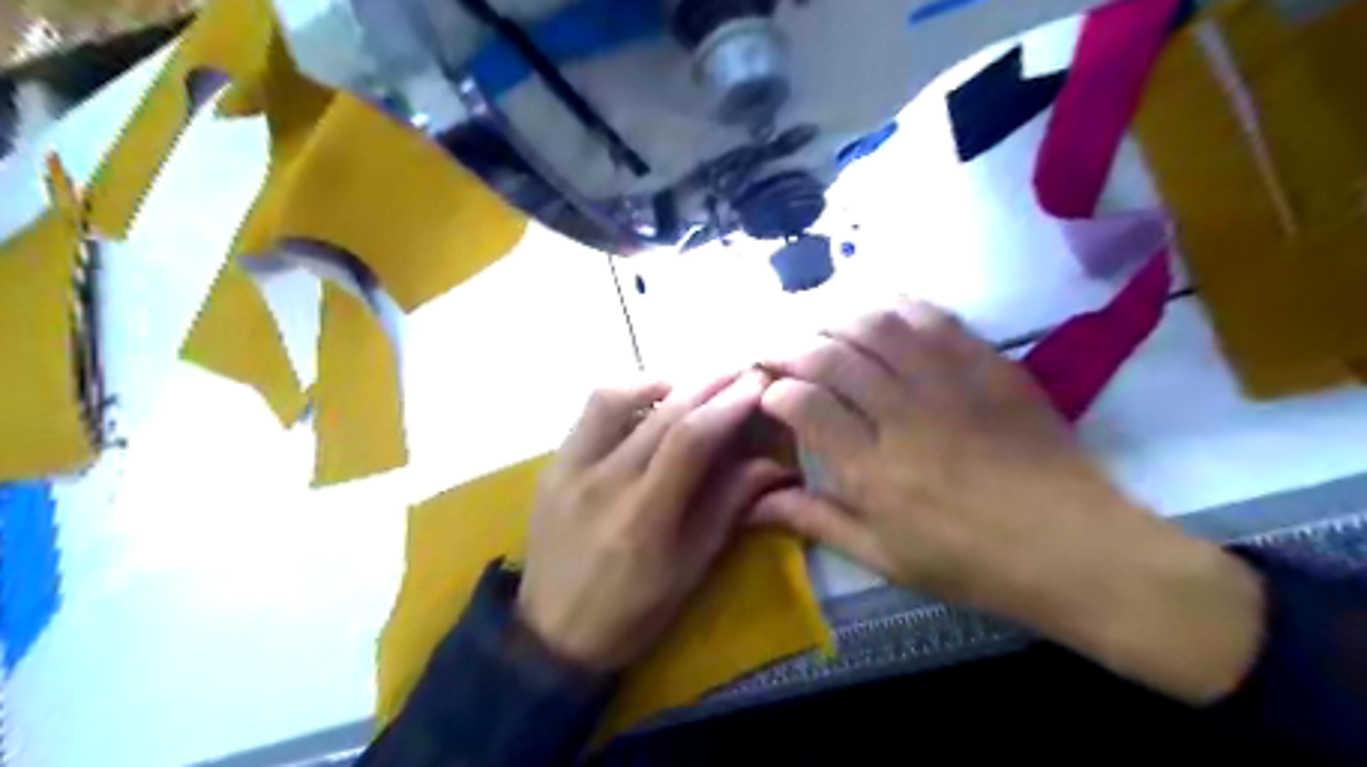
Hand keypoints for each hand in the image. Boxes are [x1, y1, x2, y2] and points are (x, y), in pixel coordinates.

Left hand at [517, 372, 796, 670]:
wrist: (550, 636)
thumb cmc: (632, 614)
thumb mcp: (690, 570)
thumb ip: (728, 508)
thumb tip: (772, 464)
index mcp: (642, 519)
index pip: (690, 440)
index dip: (729, 406)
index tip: (758, 386)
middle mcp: (602, 483)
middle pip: (661, 412)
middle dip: (708, 383)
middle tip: (738, 372)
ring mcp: (568, 469)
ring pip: (614, 395)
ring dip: (661, 382)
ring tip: (691, 388)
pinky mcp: (551, 465)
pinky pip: (589, 413)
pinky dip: (626, 397)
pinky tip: (648, 407)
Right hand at [753, 299, 1265, 699]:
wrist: (1075, 549)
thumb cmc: (971, 564)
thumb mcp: (884, 558)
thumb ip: (816, 521)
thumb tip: (754, 502)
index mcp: (872, 473)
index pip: (803, 406)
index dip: (775, 391)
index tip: (768, 393)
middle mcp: (903, 418)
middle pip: (832, 356)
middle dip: (792, 346)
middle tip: (780, 351)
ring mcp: (949, 385)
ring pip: (877, 327)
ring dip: (837, 319)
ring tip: (822, 329)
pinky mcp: (988, 367)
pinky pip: (934, 319)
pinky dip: (897, 307)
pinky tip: (881, 313)